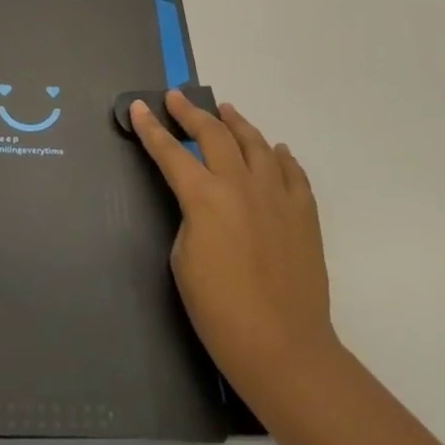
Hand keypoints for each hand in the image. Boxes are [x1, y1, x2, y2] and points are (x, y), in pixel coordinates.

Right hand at [130, 91, 336, 403]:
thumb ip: (192, 219)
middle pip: (214, 135)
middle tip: (177, 98)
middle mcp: (241, 185)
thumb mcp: (183, 259)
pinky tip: (276, 149)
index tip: (140, 108)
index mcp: (204, 197)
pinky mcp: (304, 213)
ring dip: (237, 123)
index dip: (151, 129)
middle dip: (191, 113)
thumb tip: (206, 206)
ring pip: (256, 144)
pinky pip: (293, 172)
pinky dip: (281, 156)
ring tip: (226, 110)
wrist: (282, 346)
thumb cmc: (219, 310)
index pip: (170, 152)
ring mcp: (277, 196)